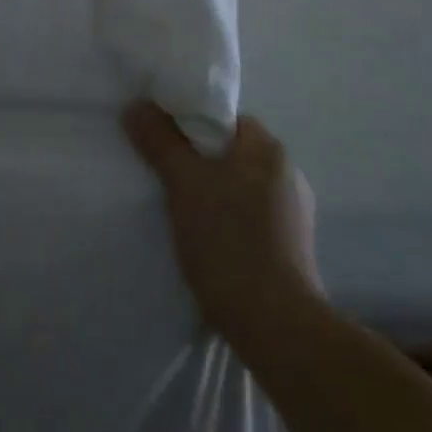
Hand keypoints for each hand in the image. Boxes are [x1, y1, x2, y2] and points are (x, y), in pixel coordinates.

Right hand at [123, 102, 321, 348]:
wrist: (276, 324)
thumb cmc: (228, 241)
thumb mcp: (184, 183)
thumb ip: (159, 141)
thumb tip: (136, 106)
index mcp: (268, 149)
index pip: (223, 119)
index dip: (188, 124)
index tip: (160, 142)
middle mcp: (289, 173)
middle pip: (230, 152)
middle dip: (197, 162)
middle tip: (163, 177)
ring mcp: (294, 212)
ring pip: (239, 187)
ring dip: (212, 194)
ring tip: (181, 213)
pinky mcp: (292, 246)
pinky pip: (250, 217)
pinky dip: (227, 221)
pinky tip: (208, 242)